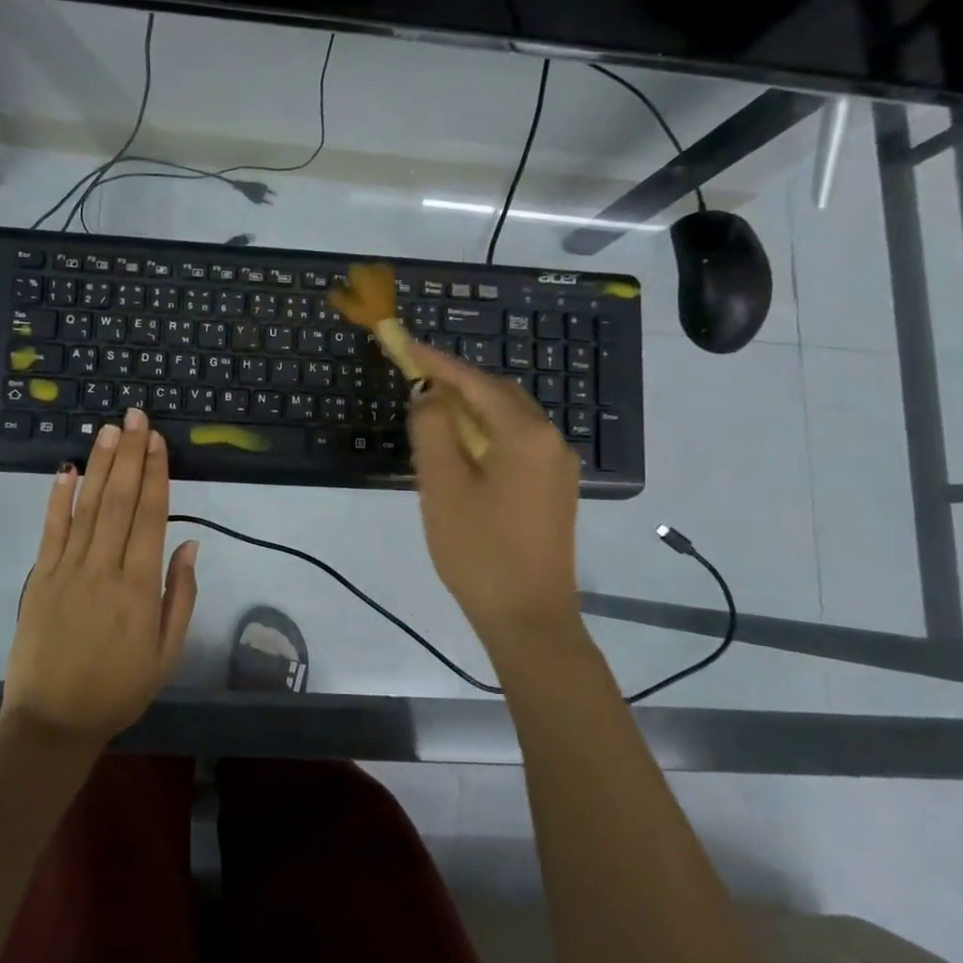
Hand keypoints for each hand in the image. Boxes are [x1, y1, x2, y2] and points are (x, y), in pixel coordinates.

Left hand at [3, 408, 197, 750]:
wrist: (53, 722)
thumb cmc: (118, 689)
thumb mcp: (167, 653)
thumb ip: (180, 595)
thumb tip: (190, 543)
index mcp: (139, 588)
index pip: (151, 517)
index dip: (157, 474)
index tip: (158, 441)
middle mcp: (104, 569)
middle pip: (120, 501)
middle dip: (131, 455)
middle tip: (136, 416)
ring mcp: (67, 571)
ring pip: (88, 507)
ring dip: (100, 465)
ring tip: (110, 429)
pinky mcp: (39, 578)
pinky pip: (51, 530)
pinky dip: (58, 498)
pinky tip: (66, 469)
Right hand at [405, 344, 582, 662]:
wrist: (529, 618)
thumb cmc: (479, 550)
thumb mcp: (443, 485)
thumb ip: (432, 429)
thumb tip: (428, 393)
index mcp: (526, 435)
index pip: (476, 383)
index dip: (438, 363)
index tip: (405, 344)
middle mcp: (550, 441)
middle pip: (498, 395)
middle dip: (456, 382)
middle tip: (415, 378)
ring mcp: (557, 467)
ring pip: (508, 419)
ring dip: (470, 409)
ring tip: (431, 411)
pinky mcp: (553, 490)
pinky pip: (516, 444)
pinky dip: (485, 433)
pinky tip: (460, 448)